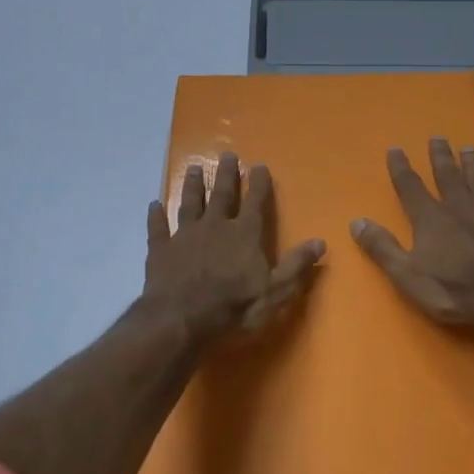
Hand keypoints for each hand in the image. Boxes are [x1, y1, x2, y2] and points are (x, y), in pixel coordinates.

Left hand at [143, 151, 326, 338]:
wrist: (181, 319)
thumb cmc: (234, 307)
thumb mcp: (275, 291)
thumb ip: (296, 265)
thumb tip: (320, 242)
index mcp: (244, 234)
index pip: (256, 203)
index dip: (259, 184)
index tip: (259, 166)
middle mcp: (215, 226)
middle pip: (222, 195)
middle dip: (226, 175)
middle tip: (227, 155)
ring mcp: (185, 235)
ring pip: (190, 203)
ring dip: (193, 185)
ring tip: (194, 167)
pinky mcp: (161, 249)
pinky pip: (158, 228)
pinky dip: (156, 216)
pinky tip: (154, 205)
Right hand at [351, 137, 473, 335]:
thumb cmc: (454, 290)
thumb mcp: (407, 275)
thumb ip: (382, 247)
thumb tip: (356, 222)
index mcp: (431, 218)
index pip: (410, 186)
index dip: (401, 168)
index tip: (395, 149)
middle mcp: (460, 208)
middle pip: (448, 176)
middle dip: (440, 157)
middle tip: (438, 137)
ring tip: (470, 148)